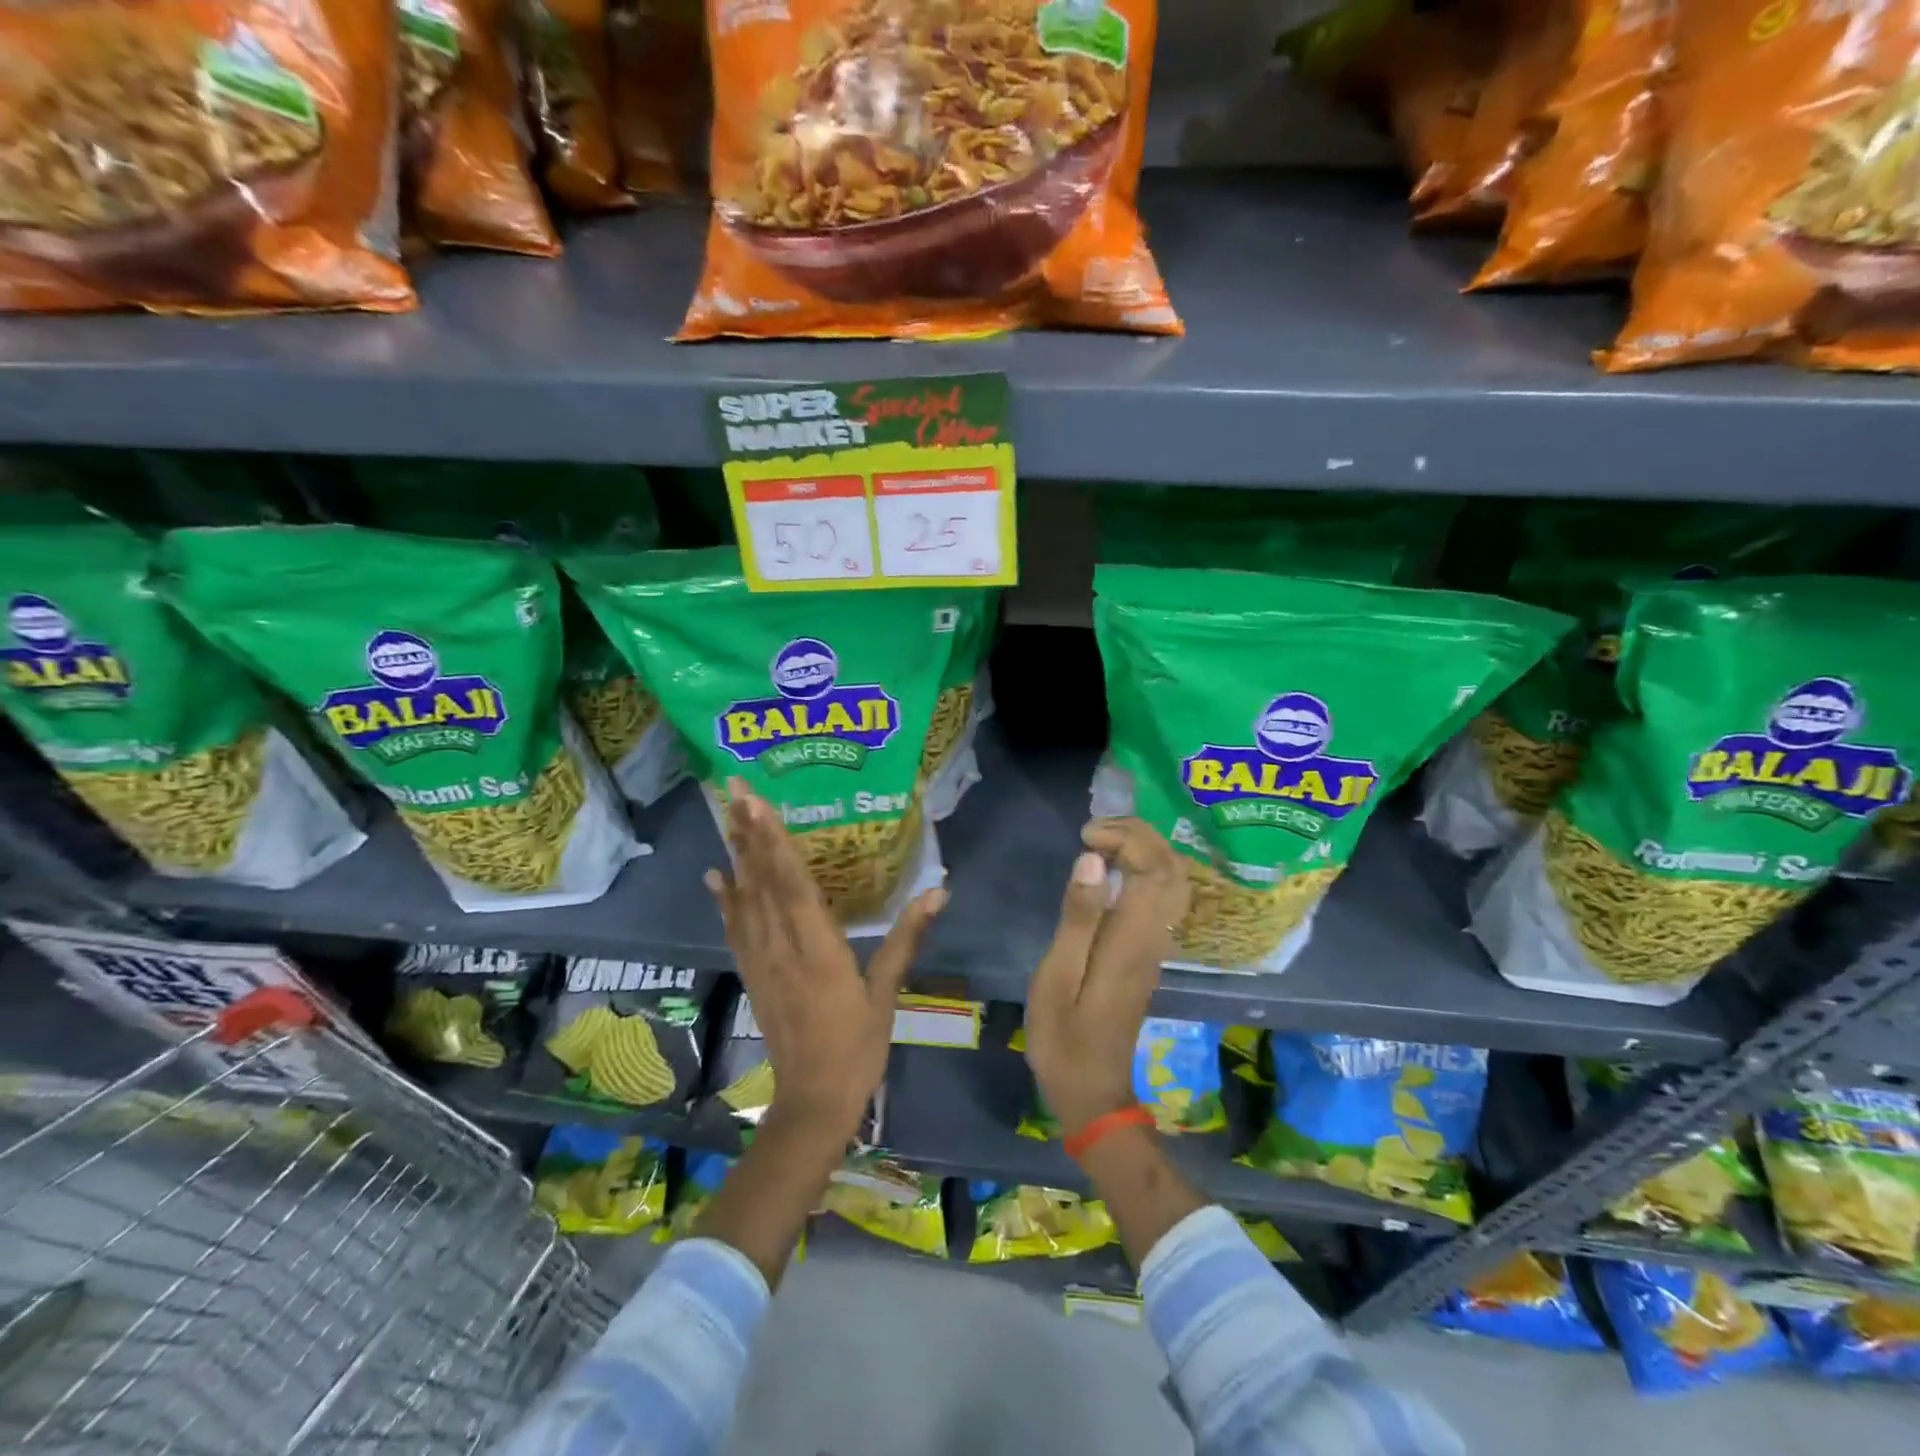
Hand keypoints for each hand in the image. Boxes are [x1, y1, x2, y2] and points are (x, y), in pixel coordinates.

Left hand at [704, 778, 946, 1143]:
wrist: (812, 1101)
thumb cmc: (857, 1046)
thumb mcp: (888, 992)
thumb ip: (907, 938)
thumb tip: (939, 890)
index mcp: (818, 948)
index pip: (792, 883)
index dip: (773, 841)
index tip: (756, 804)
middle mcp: (782, 946)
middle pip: (761, 880)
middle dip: (747, 832)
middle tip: (733, 788)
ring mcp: (761, 960)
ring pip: (744, 898)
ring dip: (736, 854)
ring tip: (726, 814)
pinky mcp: (752, 973)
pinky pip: (735, 928)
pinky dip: (725, 899)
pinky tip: (716, 876)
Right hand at [1023, 818, 1189, 1138]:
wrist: (1093, 1091)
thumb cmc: (1064, 1037)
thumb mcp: (1057, 977)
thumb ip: (1077, 918)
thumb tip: (1093, 861)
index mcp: (1131, 939)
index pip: (1153, 867)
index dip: (1127, 838)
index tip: (1086, 836)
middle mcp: (1154, 937)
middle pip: (1172, 868)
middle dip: (1139, 834)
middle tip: (1094, 830)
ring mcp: (1156, 946)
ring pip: (1173, 881)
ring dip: (1145, 849)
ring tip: (1101, 842)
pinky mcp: (1149, 954)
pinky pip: (1163, 897)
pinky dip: (1145, 869)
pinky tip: (1112, 870)